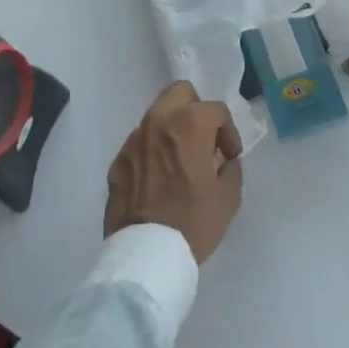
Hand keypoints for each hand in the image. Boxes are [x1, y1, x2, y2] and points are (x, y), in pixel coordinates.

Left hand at [106, 81, 243, 264]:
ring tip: (181, 161)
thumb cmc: (193, 222)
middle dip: (196, 109)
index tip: (229, 156)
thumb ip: (230, 167)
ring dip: (172, 129)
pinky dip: (153, 151)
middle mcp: (157, 122)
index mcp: (188, 125)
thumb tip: (222, 159)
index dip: (228, 131)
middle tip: (203, 140)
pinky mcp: (118, 161)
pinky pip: (140, 143)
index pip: (215, 109)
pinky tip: (159, 179)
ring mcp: (133, 140)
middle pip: (180, 92)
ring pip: (157, 115)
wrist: (145, 255)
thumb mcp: (228, 197)